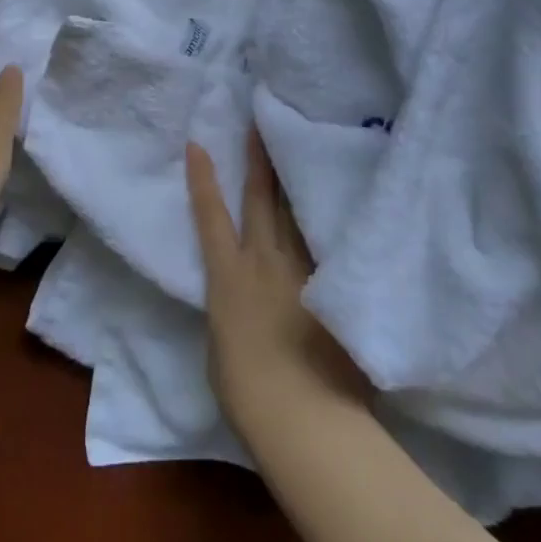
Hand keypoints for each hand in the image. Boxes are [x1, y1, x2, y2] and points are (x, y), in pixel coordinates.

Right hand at [187, 130, 368, 434]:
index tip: (198, 143)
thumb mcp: (222, 343)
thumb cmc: (247, 392)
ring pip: (297, 214)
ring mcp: (304, 272)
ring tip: (298, 150)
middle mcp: (265, 262)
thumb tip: (244, 301)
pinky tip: (342, 205)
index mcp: (228, 276)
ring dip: (294, 182)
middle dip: (258, 160)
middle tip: (260, 124)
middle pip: (261, 200)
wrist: (304, 418)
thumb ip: (232, 310)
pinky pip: (329, 246)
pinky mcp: (336, 290)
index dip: (203, 179)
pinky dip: (329, 224)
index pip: (211, 216)